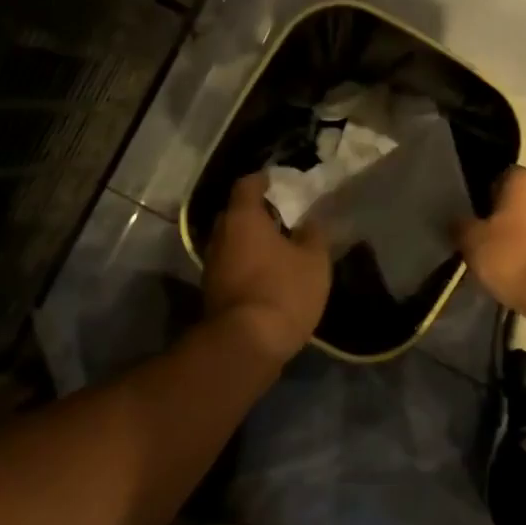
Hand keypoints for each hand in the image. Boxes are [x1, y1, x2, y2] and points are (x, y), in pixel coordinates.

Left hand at [203, 174, 332, 363]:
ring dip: (251, 241)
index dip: (262, 179)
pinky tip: (268, 273)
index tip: (277, 180)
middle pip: (235, 214)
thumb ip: (313, 234)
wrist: (246, 345)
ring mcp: (212, 266)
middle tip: (282, 215)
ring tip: (278, 246)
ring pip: (232, 242)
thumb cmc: (282, 290)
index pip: (246, 185)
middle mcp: (221, 236)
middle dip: (256, 212)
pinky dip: (247, 263)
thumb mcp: (313, 260)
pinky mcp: (212, 292)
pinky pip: (231, 266)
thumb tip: (309, 222)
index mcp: (243, 218)